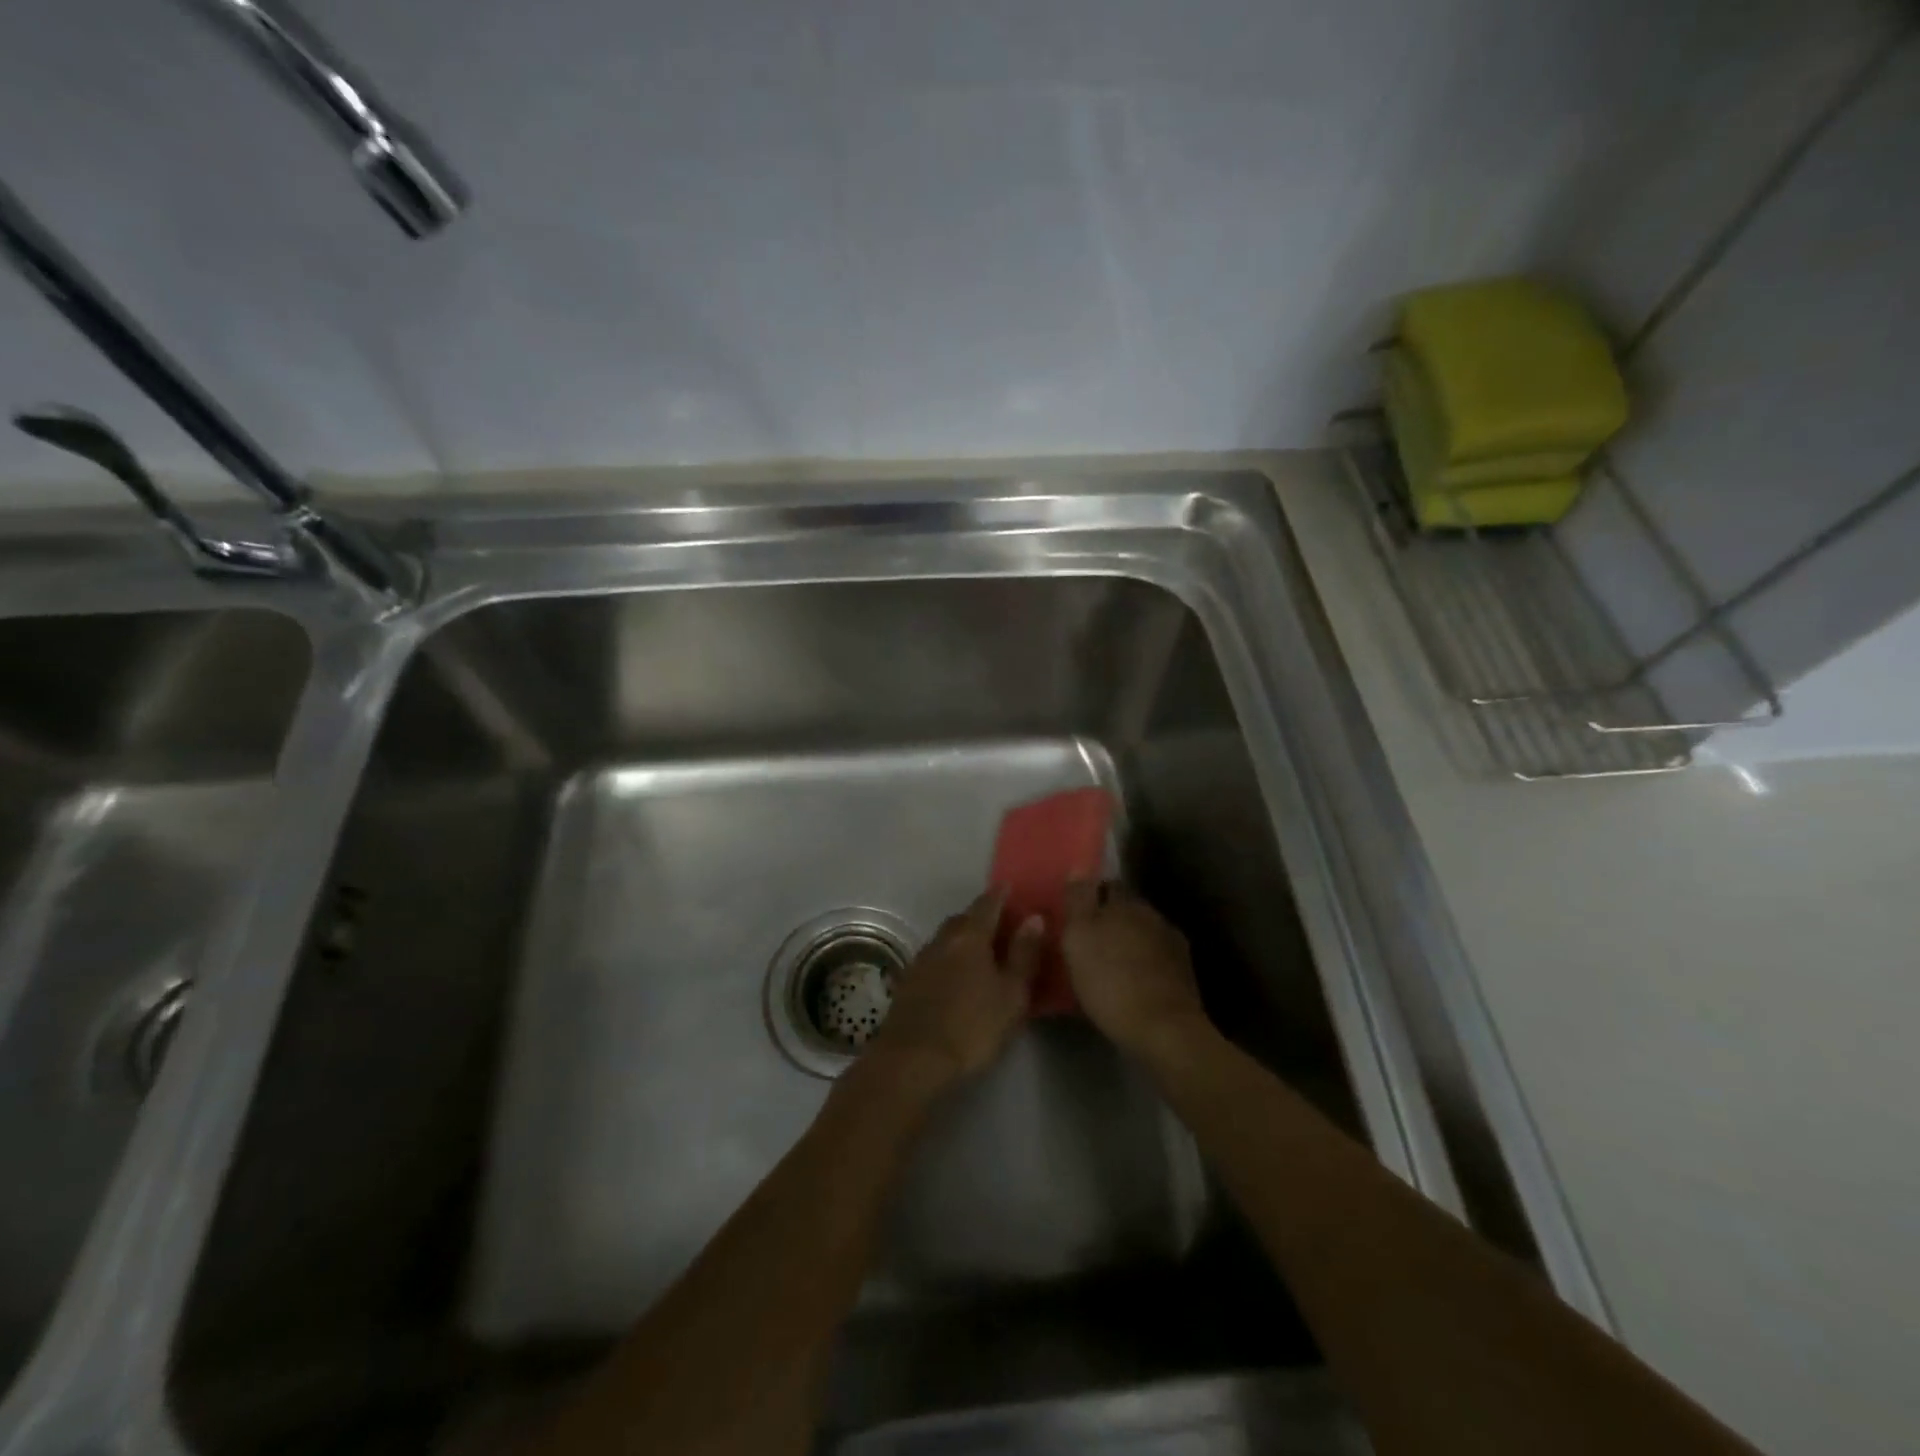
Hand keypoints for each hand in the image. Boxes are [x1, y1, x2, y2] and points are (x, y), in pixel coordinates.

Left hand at [868, 890, 1044, 1087]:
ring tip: (979, 951)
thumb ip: (1024, 955)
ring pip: (946, 938)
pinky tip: (954, 975)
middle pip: (963, 919)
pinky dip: (947, 958)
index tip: (1009, 888)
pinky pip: (934, 958)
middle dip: (980, 917)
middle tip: (999, 924)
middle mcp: (943, 940)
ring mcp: (921, 960)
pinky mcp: (907, 982)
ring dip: (962, 938)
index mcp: (970, 937)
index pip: (987, 905)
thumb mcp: (1011, 995)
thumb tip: (1034, 918)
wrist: (913, 1059)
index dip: (1000, 895)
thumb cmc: (972, 1027)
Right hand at [1061, 881, 1208, 1059]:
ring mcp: (1173, 945)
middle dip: (1110, 920)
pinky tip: (1131, 982)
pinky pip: (1156, 960)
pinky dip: (1143, 965)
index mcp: (1127, 903)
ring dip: (1128, 943)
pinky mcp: (1184, 975)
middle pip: (1127, 910)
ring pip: (1143, 934)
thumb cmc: (1110, 981)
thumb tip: (1080, 864)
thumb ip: (1078, 900)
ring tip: (1109, 964)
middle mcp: (1153, 916)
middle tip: (1088, 940)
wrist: (1163, 1031)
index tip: (1075, 912)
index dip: (1091, 895)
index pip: (1108, 885)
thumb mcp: (1078, 938)